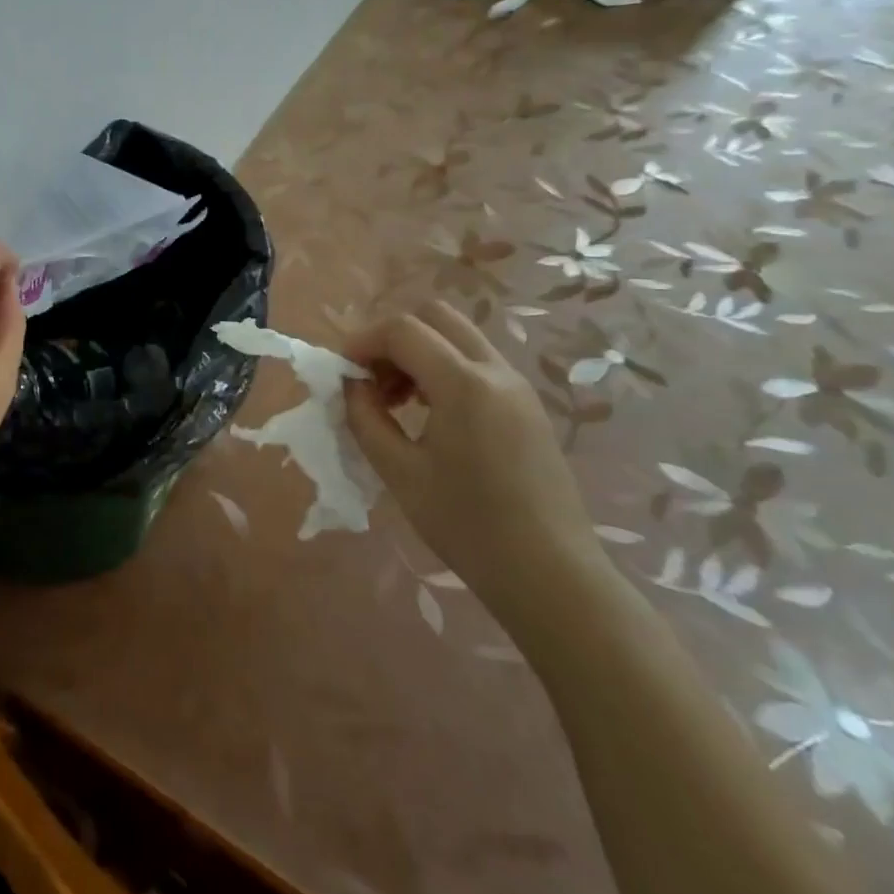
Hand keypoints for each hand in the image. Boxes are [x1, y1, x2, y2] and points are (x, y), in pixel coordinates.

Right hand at [343, 301, 601, 615]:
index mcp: (464, 384)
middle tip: (372, 379)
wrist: (551, 576)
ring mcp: (517, 387)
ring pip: (457, 337)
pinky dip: (443, 369)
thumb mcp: (400, 473)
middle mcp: (495, 371)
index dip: (362, 341)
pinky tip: (429, 414)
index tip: (342, 373)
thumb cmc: (468, 526)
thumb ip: (366, 418)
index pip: (402, 330)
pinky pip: (476, 363)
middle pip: (435, 316)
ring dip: (418, 352)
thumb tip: (352, 385)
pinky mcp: (527, 406)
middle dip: (393, 337)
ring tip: (396, 402)